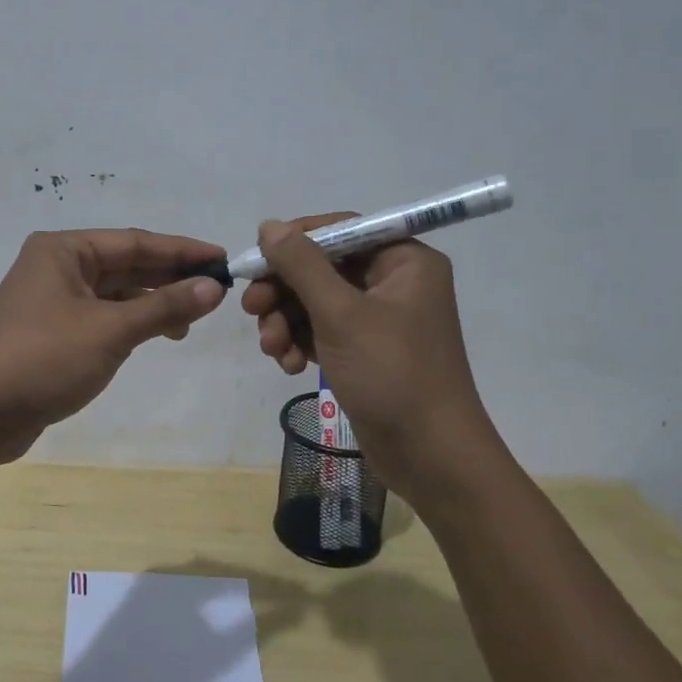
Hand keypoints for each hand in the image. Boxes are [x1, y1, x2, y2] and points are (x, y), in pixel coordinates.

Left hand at [0, 229, 227, 466]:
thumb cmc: (42, 359)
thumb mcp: (109, 331)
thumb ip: (164, 307)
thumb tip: (213, 287)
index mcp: (63, 250)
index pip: (135, 241)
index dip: (182, 251)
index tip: (223, 260)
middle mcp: (57, 267)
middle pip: (126, 264)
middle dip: (170, 276)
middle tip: (217, 290)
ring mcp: (53, 301)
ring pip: (116, 292)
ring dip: (153, 303)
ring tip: (192, 320)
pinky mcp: (53, 333)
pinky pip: (103, 317)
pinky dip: (132, 323)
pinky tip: (158, 334)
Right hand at [240, 215, 500, 493]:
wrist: (429, 456)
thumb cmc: (391, 373)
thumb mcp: (340, 314)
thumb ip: (301, 265)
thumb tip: (269, 225)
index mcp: (404, 260)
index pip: (341, 230)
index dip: (295, 241)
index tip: (256, 258)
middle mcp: (394, 282)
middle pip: (322, 268)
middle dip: (284, 291)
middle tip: (251, 309)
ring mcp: (379, 319)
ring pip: (316, 302)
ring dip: (286, 321)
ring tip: (272, 349)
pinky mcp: (365, 351)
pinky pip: (323, 331)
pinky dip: (301, 342)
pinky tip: (290, 366)